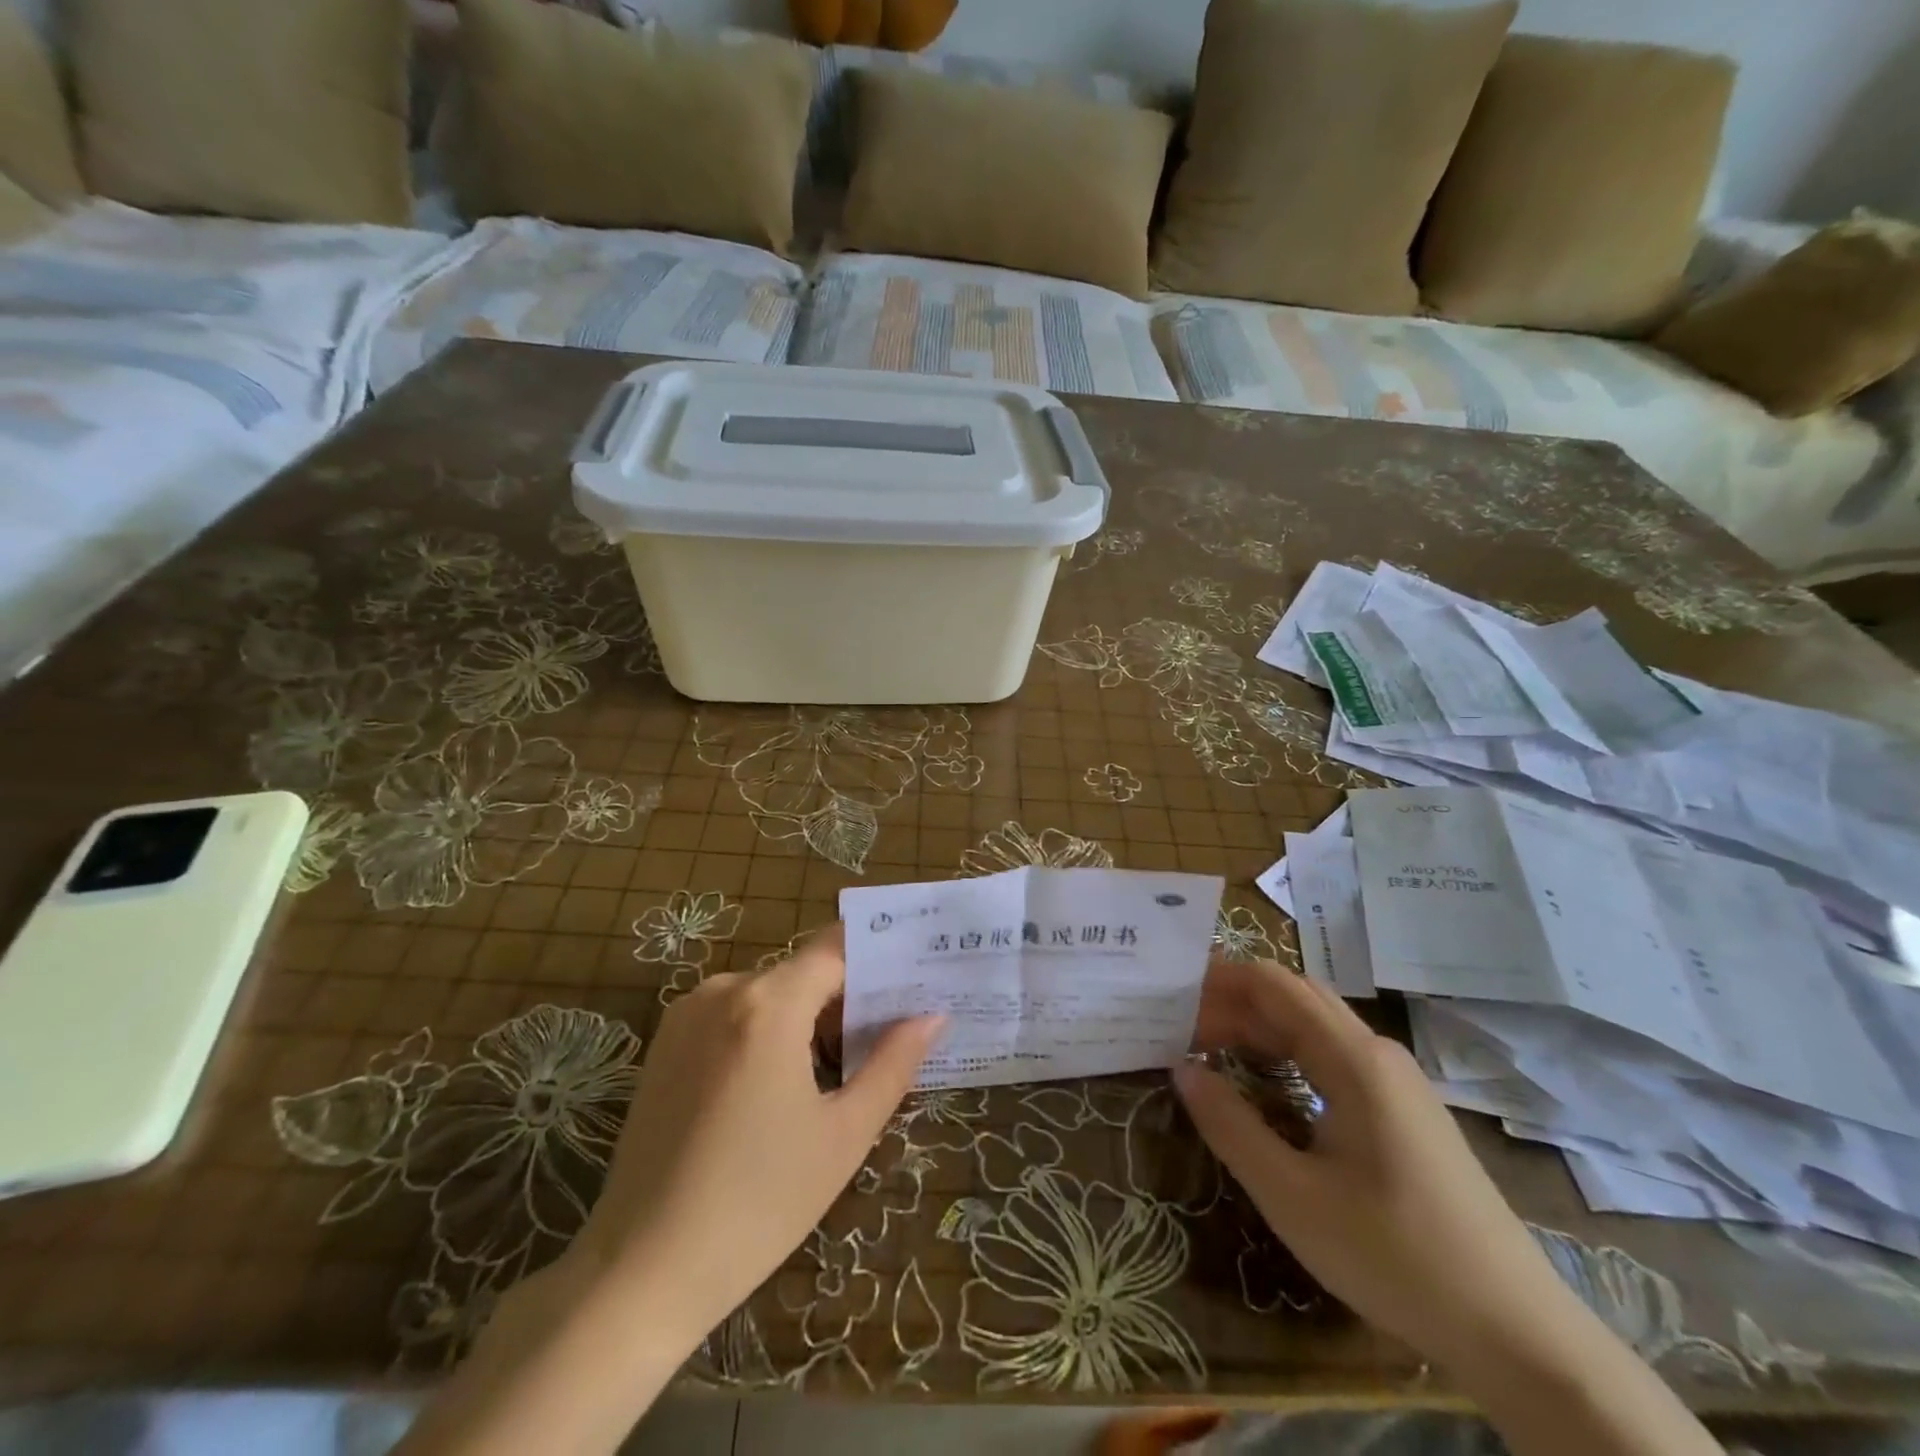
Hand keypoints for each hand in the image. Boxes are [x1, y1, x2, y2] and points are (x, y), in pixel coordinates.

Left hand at [568, 925, 942, 1345]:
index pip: (837, 948)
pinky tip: (781, 1087)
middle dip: (847, 998)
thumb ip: (894, 1063)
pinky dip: (768, 1030)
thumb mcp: (843, 1135)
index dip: (878, 959)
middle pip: (804, 971)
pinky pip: (734, 1014)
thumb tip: (933, 1016)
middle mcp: (723, 991)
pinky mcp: (665, 1043)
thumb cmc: (758, 1205)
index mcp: (768, 1004)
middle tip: (887, 1038)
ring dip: (807, 1017)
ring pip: (770, 993)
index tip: (914, 978)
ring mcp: (687, 1015)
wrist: (640, 1273)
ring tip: (839, 1071)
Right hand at [1176, 960, 1594, 1378]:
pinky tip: (1265, 1080)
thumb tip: (1182, 1067)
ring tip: (1207, 1047)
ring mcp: (1396, 1082)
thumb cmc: (1394, 1255)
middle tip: (1178, 1025)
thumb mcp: (1291, 1196)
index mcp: (1353, 1058)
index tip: (1170, 993)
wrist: (1517, 1332)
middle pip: (1293, 998)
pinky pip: (1333, 1056)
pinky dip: (1286, 1052)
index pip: (1273, 984)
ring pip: (1314, 1027)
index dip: (1218, 979)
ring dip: (1258, 1026)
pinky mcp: (1404, 1111)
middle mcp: (1376, 1053)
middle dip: (1232, 1001)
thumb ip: (1229, 1124)